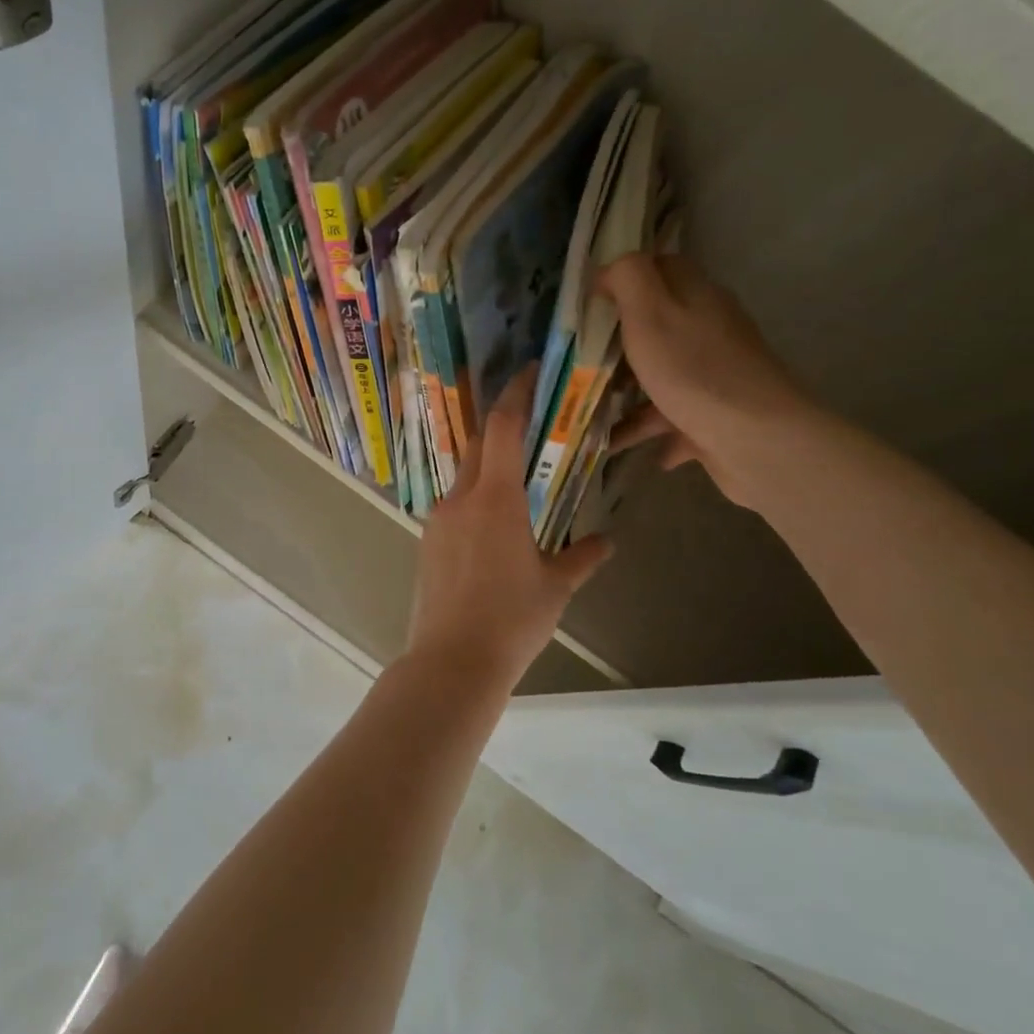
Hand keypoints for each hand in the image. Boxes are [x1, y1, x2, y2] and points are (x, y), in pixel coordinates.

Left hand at [406, 365, 613, 691]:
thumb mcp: (555, 588)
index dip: (515, 394)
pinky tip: (492, 526)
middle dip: (502, 427)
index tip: (528, 372)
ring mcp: (438, 518)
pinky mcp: (427, 541)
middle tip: (530, 424)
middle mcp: (461, 498)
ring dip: (488, 468)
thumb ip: (582, 558)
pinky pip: (454, 505)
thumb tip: (606, 543)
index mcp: (495, 499)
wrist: (451, 661)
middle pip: (480, 445)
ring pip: (465, 477)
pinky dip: (475, 500)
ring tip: (516, 482)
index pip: (503, 427)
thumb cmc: (511, 620)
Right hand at [595, 253, 814, 507]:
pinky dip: (646, 428)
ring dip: (626, 392)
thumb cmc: (694, 370)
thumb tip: (608, 270)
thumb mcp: (650, 311)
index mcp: (695, 296)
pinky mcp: (715, 415)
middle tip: (580, 359)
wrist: (756, 439)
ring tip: (588, 409)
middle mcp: (709, 329)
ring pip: (661, 375)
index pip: (659, 269)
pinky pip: (671, 418)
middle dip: (618, 342)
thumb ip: (628, 277)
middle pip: (657, 324)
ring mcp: (715, 374)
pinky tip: (617, 444)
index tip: (588, 303)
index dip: (622, 279)